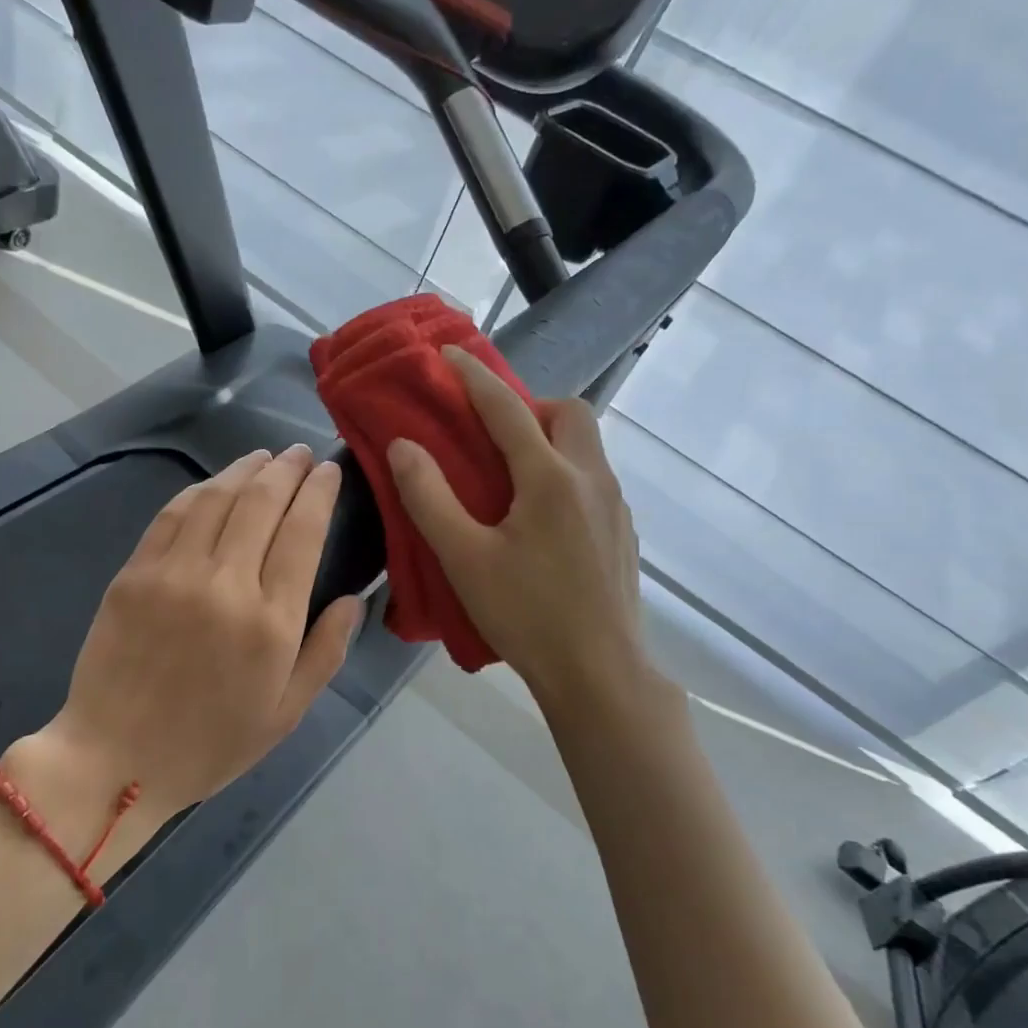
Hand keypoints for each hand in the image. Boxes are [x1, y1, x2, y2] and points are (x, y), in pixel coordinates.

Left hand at [7, 446, 361, 849]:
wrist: (116, 762)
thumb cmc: (210, 745)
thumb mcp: (286, 714)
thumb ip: (326, 652)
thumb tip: (354, 599)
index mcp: (271, 623)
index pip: (303, 532)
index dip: (319, 492)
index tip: (329, 471)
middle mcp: (226, 585)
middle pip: (262, 502)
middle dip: (287, 469)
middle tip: (300, 454)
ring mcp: (174, 574)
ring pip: (217, 498)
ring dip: (245, 470)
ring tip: (264, 458)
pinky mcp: (134, 574)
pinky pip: (172, 515)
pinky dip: (199, 491)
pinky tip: (215, 485)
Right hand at [387, 345, 647, 704]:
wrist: (599, 672)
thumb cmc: (526, 613)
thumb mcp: (463, 558)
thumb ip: (429, 497)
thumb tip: (404, 446)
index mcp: (550, 477)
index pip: (507, 407)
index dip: (473, 377)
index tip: (449, 354)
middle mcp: (591, 478)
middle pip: (569, 413)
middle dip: (528, 406)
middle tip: (491, 434)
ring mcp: (615, 506)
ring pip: (586, 446)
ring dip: (549, 439)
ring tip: (510, 476)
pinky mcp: (622, 532)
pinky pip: (592, 479)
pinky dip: (563, 472)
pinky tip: (539, 519)